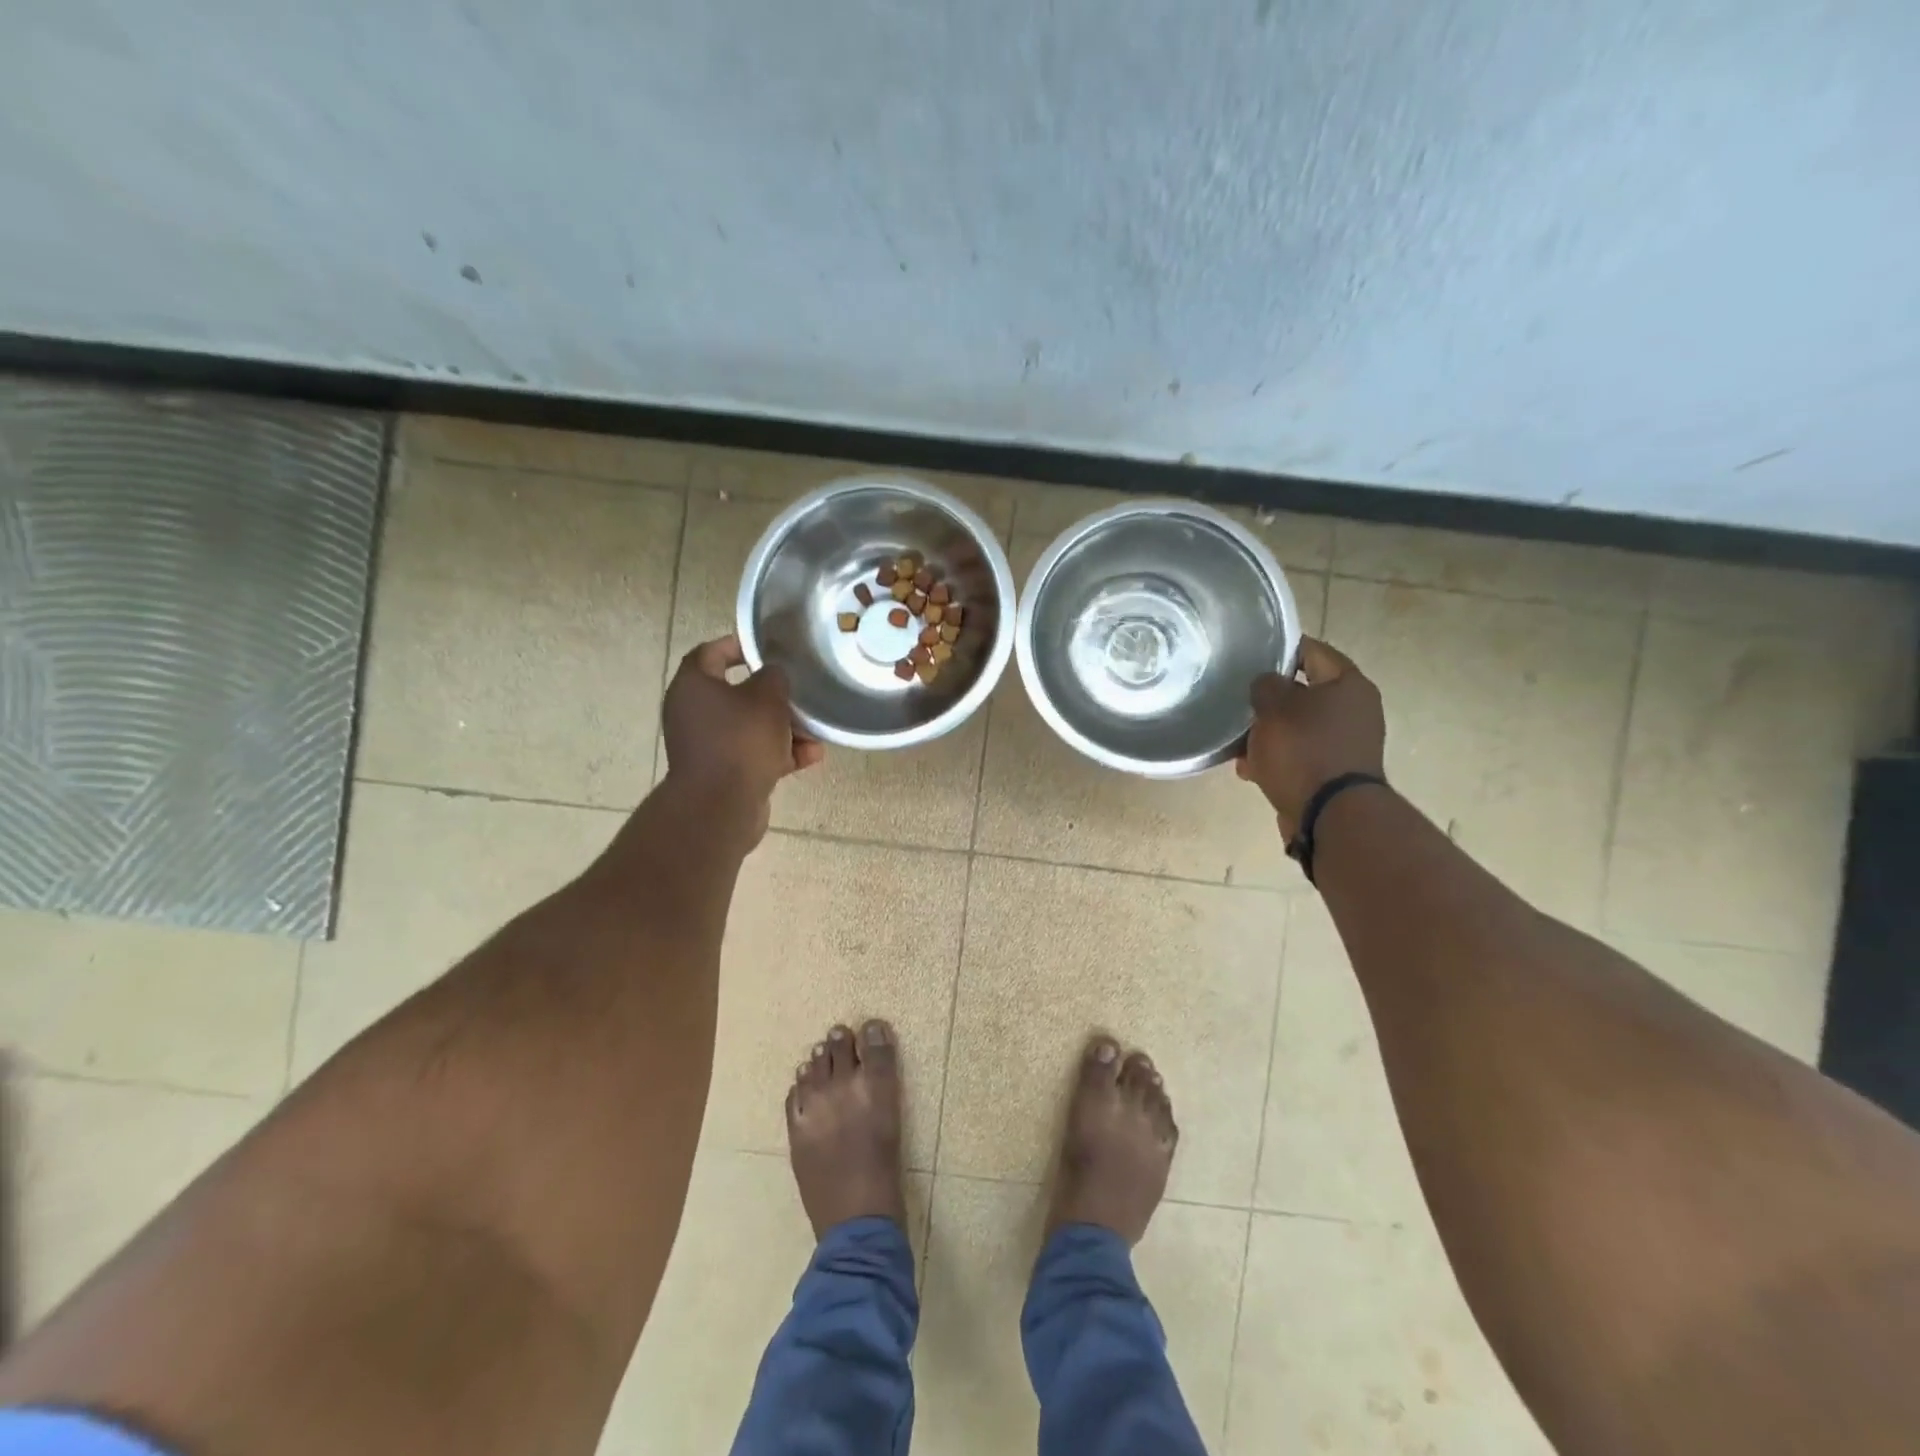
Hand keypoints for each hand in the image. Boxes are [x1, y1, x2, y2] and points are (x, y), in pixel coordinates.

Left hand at [661, 634, 823, 842]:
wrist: (721, 806)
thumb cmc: (741, 740)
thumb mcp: (767, 697)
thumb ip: (774, 677)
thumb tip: (773, 676)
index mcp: (693, 686)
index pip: (712, 652)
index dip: (740, 645)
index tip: (769, 647)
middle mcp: (693, 712)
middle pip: (738, 693)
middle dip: (774, 696)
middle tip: (800, 693)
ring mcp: (707, 745)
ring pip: (750, 727)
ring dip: (784, 728)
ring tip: (815, 732)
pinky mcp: (722, 772)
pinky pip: (754, 754)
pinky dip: (779, 754)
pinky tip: (811, 757)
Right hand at [1236, 637, 1386, 839]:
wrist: (1330, 816)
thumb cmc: (1303, 750)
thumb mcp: (1274, 708)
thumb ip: (1266, 685)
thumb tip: (1267, 684)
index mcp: (1349, 684)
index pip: (1311, 650)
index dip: (1279, 649)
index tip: (1249, 656)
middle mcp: (1355, 710)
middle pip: (1302, 693)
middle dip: (1268, 702)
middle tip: (1238, 705)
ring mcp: (1347, 744)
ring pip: (1297, 727)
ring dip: (1267, 735)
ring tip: (1239, 748)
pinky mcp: (1336, 772)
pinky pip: (1300, 755)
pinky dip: (1277, 759)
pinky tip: (1251, 771)